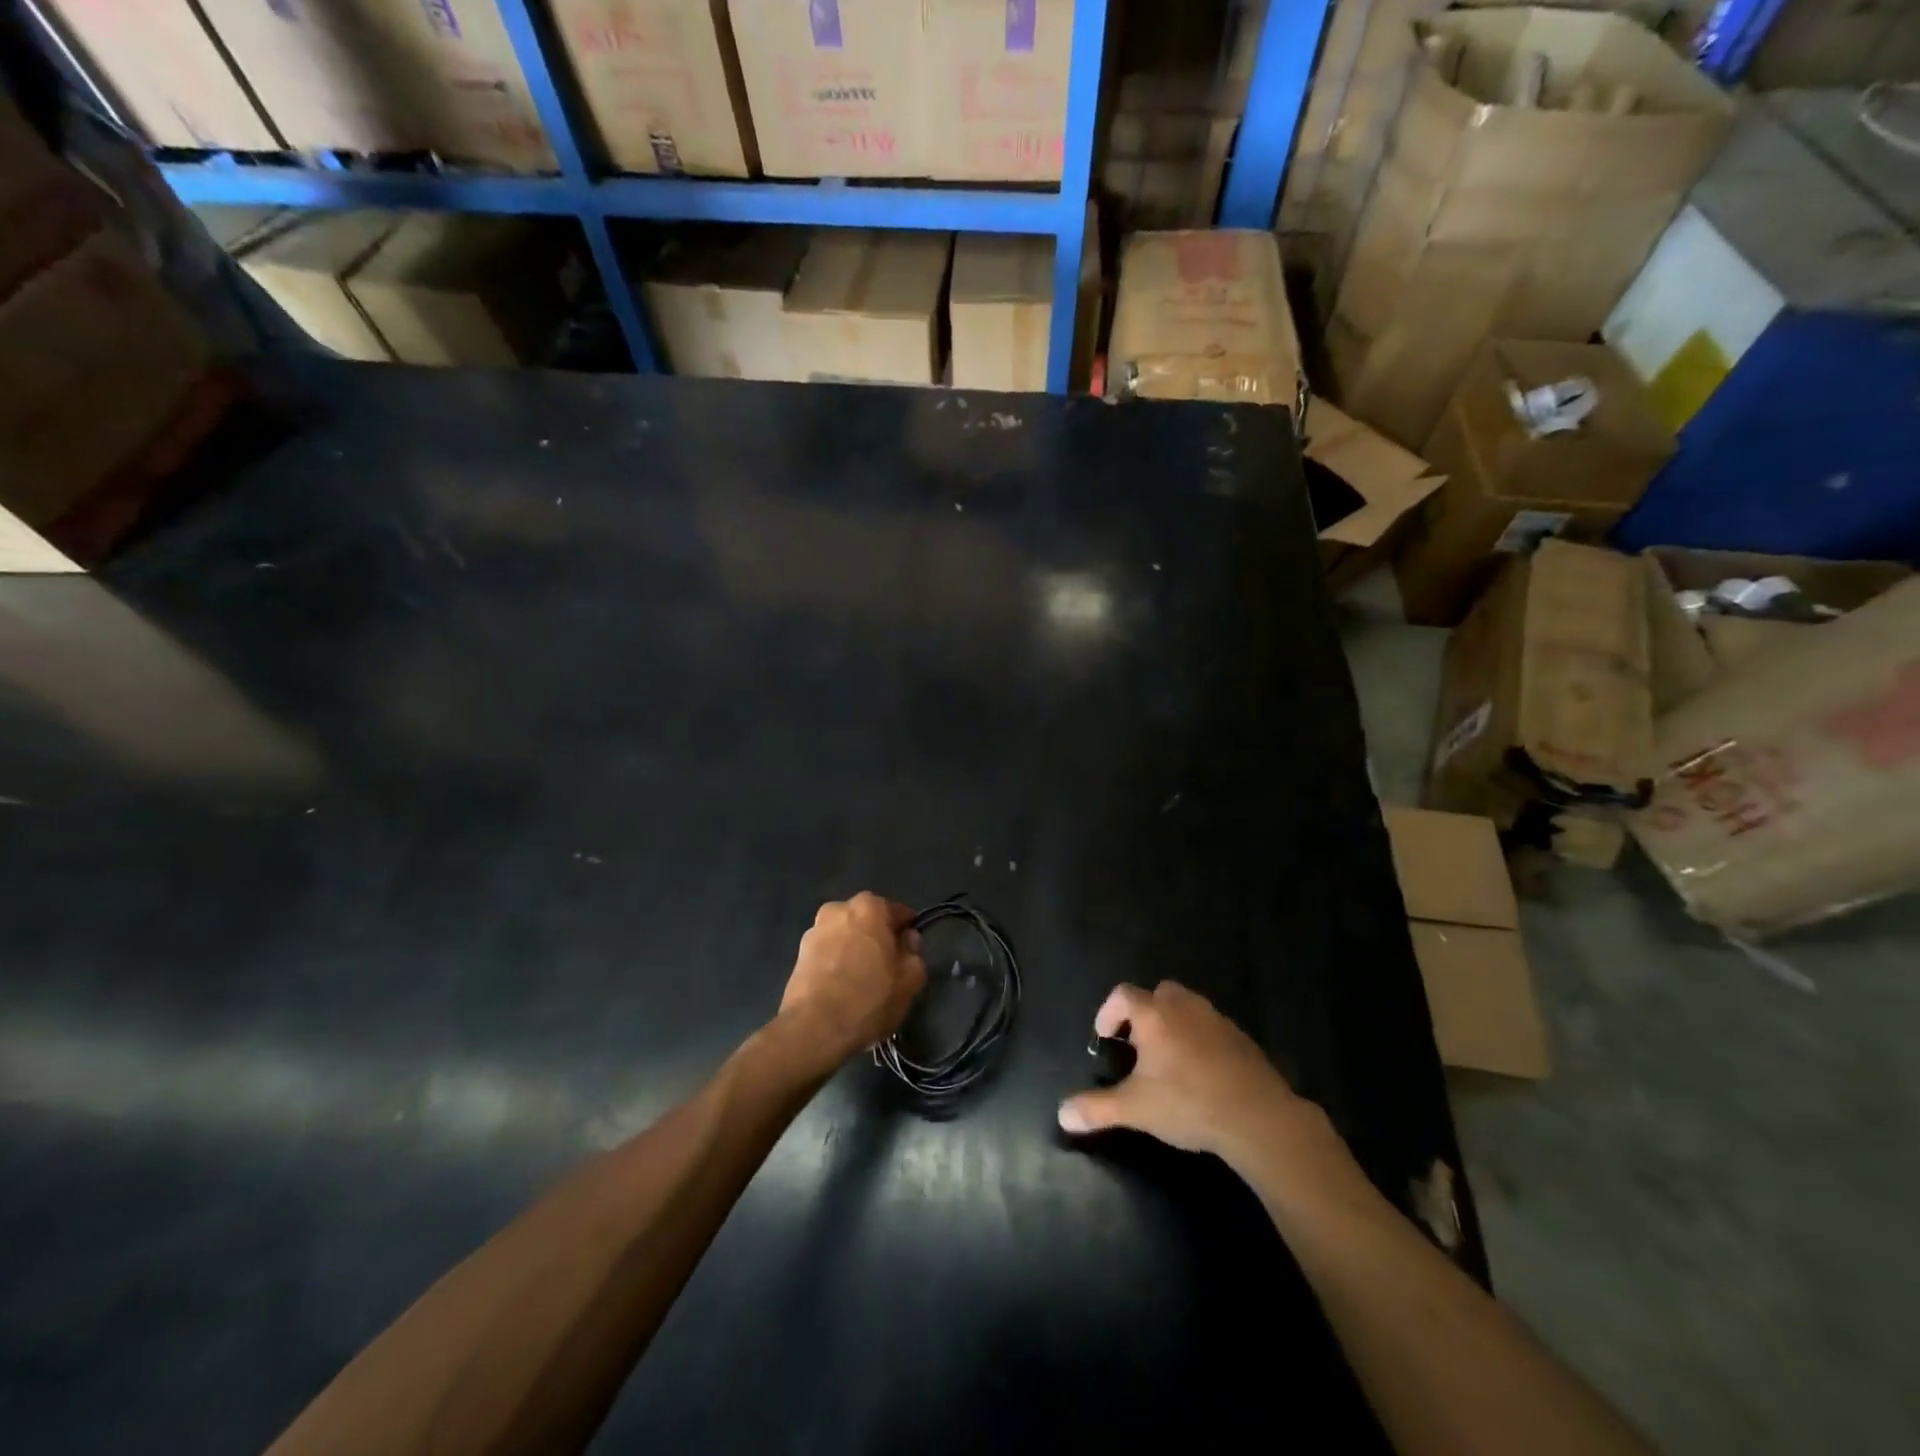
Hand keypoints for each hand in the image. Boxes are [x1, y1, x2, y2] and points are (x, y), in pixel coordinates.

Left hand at [779, 893, 927, 1066]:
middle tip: (887, 969)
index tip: (910, 955)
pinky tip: (842, 989)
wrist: (814, 1028)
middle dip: (878, 939)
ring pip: (846, 937)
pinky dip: (836, 964)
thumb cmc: (869, 998)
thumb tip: (907, 939)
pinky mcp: (798, 954)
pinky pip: (828, 953)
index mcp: (869, 906)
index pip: (899, 913)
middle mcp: (839, 909)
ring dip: (854, 950)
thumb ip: (914, 953)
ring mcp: (814, 930)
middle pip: (869, 921)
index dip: (908, 934)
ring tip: (862, 982)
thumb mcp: (910, 980)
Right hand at [1058, 981, 1361, 1190]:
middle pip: (1157, 994)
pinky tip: (1200, 1072)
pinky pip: (1210, 1026)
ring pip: (1186, 1007)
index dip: (1108, 1012)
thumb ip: (1096, 1109)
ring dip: (1172, 1023)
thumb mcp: (1135, 1109)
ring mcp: (1215, 1018)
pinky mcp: (1240, 1036)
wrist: (1257, 1116)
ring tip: (1167, 1059)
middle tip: (1137, 1046)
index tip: (1104, 1038)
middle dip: (1143, 1013)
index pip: (1122, 995)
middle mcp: (1183, 1006)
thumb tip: (1062, 1114)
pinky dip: (1199, 1038)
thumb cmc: (1188, 1103)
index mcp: (1154, 1014)